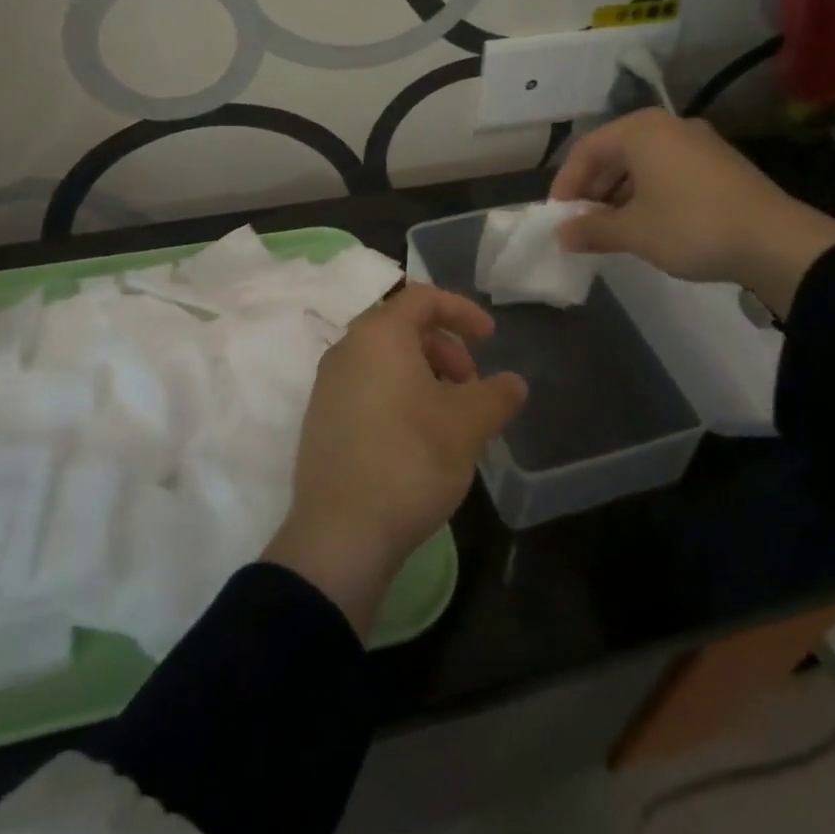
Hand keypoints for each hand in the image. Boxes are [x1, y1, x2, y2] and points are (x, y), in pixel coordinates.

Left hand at [264, 284, 525, 639]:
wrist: (340, 534)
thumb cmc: (410, 460)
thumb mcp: (468, 426)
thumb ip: (496, 395)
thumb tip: (513, 383)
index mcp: (378, 335)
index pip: (423, 298)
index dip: (462, 311)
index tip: (490, 338)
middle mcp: (346, 349)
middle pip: (401, 327)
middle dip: (444, 347)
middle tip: (471, 384)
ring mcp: (327, 385)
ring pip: (383, 359)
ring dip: (423, 373)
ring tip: (450, 414)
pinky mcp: (321, 420)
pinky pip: (366, 386)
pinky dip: (397, 394)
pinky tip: (418, 436)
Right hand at [549, 108, 834, 316]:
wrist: (776, 241)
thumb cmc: (691, 226)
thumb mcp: (634, 232)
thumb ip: (592, 230)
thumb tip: (562, 235)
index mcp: (640, 130)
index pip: (586, 149)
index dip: (566, 184)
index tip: (558, 217)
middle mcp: (668, 126)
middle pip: (614, 152)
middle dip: (592, 189)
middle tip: (581, 224)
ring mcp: (698, 142)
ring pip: (642, 163)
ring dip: (618, 194)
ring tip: (611, 229)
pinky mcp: (719, 163)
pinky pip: (667, 171)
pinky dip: (647, 193)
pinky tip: (647, 224)